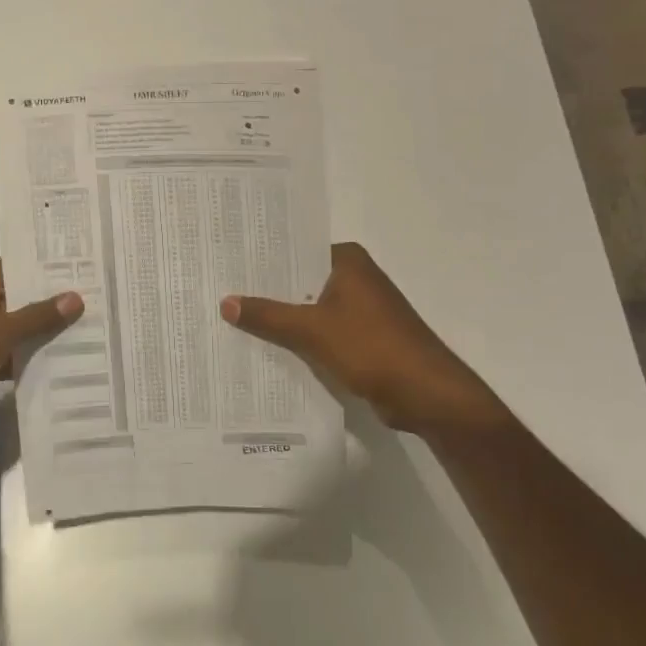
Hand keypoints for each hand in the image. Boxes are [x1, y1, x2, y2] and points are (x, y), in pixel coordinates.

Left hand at [0, 261, 82, 451]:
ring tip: (94, 331)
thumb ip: (37, 316)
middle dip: (53, 306)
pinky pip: (10, 357)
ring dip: (45, 336)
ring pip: (16, 331)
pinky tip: (69, 362)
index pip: (17, 269)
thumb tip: (75, 297)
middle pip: (18, 299)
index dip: (50, 273)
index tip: (89, 275)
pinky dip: (31, 360)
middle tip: (101, 303)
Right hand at [221, 242, 513, 437]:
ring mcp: (360, 310)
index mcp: (348, 262)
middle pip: (300, 281)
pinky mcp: (362, 339)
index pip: (295, 251)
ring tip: (231, 319)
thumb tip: (225, 302)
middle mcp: (355, 278)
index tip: (225, 264)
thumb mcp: (312, 330)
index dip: (261, 260)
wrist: (427, 394)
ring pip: (308, 309)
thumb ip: (268, 316)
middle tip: (218, 292)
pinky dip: (298, 339)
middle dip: (266, 291)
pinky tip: (265, 348)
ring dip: (281, 318)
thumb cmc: (372, 348)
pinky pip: (320, 332)